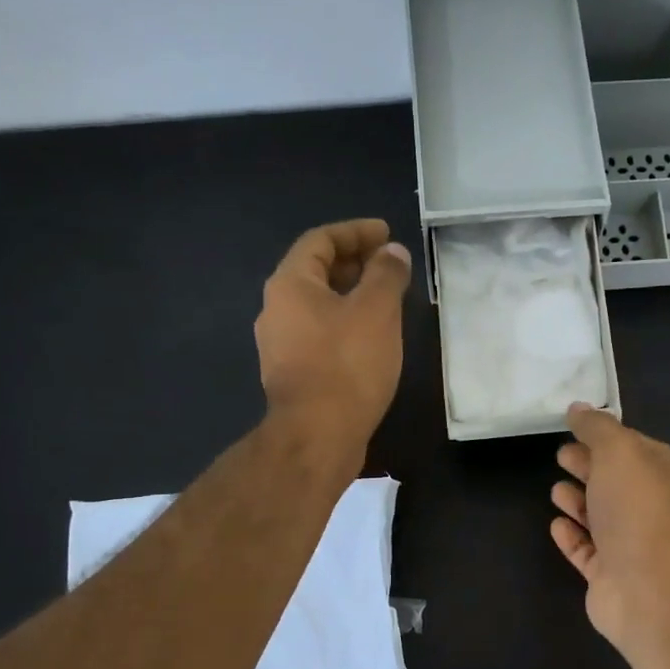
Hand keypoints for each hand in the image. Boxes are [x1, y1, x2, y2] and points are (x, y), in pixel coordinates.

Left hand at [255, 218, 412, 449]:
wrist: (317, 436)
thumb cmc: (347, 365)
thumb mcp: (376, 311)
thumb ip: (386, 274)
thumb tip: (393, 253)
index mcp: (290, 285)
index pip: (320, 240)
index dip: (355, 232)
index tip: (387, 234)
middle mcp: (276, 310)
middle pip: (315, 272)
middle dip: (354, 263)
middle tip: (389, 265)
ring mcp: (281, 346)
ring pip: (318, 307)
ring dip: (351, 296)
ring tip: (386, 301)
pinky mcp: (293, 375)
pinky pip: (320, 335)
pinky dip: (345, 325)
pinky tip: (371, 339)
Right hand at [550, 404, 669, 654]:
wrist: (648, 586)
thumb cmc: (636, 509)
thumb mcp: (618, 452)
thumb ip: (596, 428)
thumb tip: (578, 408)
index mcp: (658, 473)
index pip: (631, 446)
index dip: (603, 435)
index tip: (573, 427)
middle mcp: (647, 507)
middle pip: (613, 480)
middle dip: (588, 466)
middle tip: (560, 456)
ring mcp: (628, 544)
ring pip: (599, 517)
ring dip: (578, 501)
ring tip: (555, 490)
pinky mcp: (608, 575)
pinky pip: (586, 550)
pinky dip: (571, 536)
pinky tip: (556, 525)